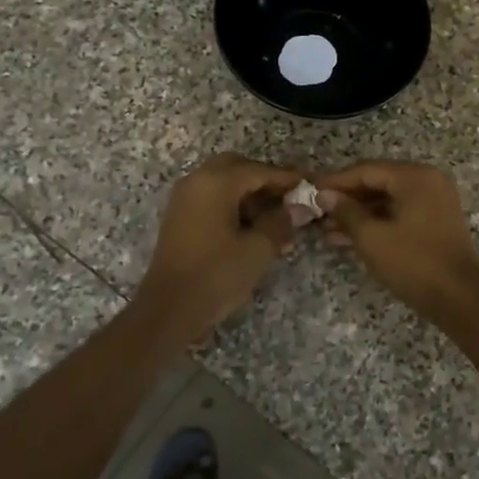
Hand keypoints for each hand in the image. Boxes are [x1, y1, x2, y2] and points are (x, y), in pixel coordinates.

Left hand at [132, 154, 310, 342]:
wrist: (169, 309)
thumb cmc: (217, 275)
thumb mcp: (258, 249)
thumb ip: (281, 222)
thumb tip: (301, 207)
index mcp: (216, 182)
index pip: (259, 170)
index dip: (286, 178)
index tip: (309, 186)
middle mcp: (197, 181)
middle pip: (238, 168)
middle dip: (265, 182)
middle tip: (288, 200)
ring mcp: (184, 199)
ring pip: (223, 183)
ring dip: (249, 195)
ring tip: (275, 223)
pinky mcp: (179, 217)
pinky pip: (211, 199)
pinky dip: (232, 206)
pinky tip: (251, 231)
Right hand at [316, 161, 478, 320]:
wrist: (459, 299)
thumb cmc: (413, 263)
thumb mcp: (372, 237)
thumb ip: (346, 212)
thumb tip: (324, 195)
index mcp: (415, 177)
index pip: (367, 170)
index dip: (336, 181)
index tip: (310, 191)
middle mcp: (427, 181)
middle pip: (378, 182)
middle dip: (347, 199)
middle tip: (317, 212)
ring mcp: (434, 201)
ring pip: (387, 200)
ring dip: (358, 214)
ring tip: (326, 229)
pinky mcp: (434, 221)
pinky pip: (399, 213)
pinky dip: (376, 223)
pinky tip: (347, 238)